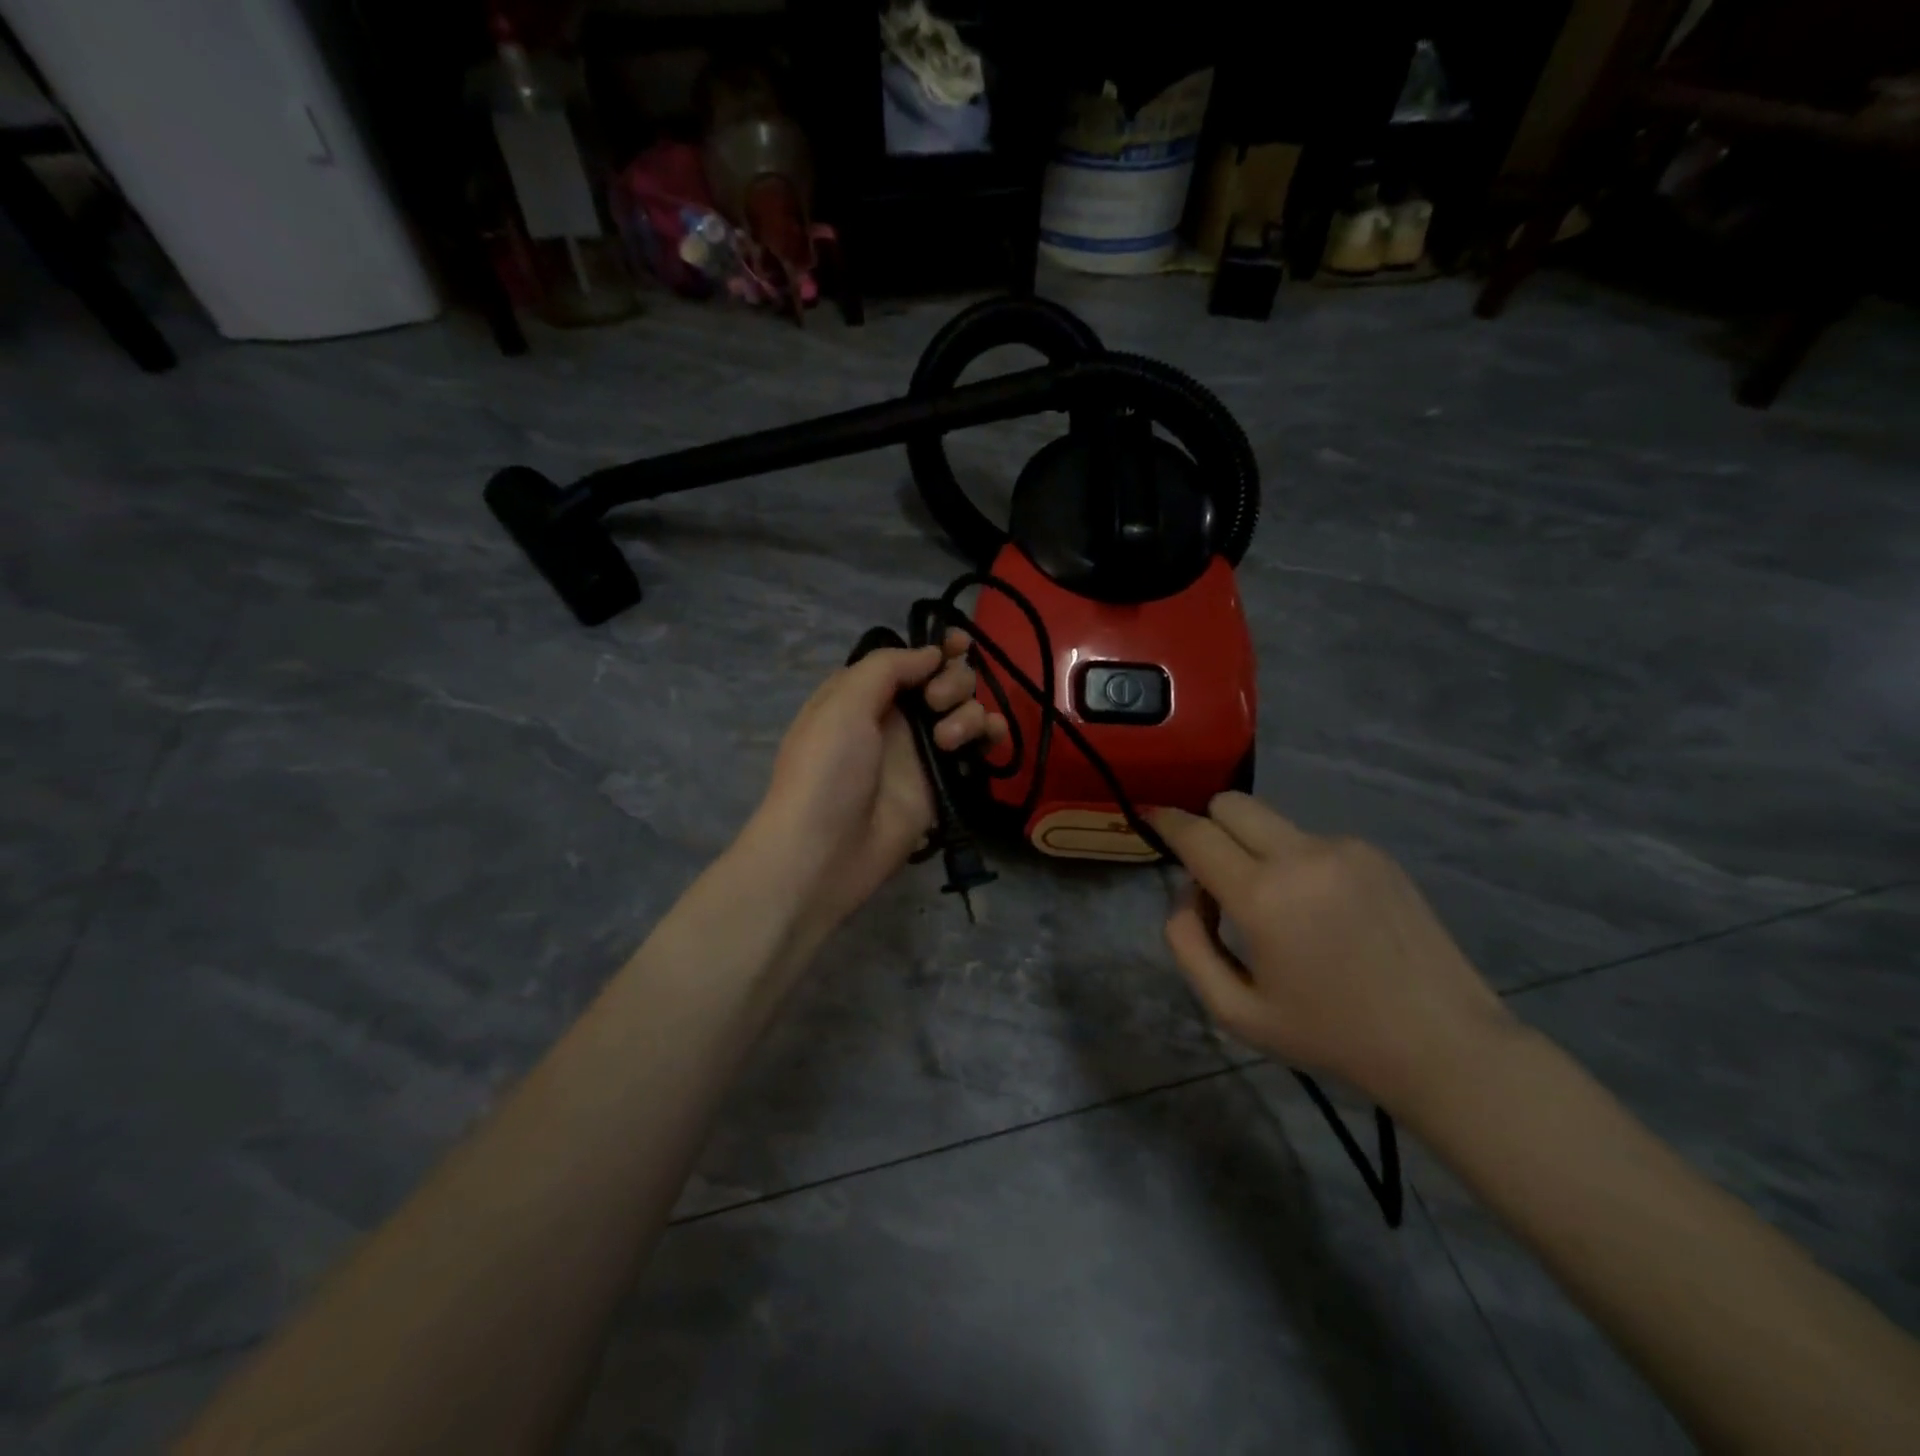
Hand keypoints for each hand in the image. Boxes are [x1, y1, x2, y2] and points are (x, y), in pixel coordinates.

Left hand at [745, 631, 1005, 945]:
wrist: (826, 850)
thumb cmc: (827, 769)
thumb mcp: (843, 702)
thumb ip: (889, 667)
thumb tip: (932, 655)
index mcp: (865, 692)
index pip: (910, 659)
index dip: (936, 648)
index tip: (958, 644)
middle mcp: (896, 716)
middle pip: (945, 679)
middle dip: (952, 681)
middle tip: (936, 704)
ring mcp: (922, 750)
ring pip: (965, 710)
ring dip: (968, 712)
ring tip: (947, 741)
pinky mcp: (944, 781)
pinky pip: (977, 747)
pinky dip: (990, 734)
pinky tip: (991, 738)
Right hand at [1151, 793, 1516, 1114]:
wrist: (1443, 1044)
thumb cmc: (1330, 1035)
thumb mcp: (1236, 1011)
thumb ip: (1188, 944)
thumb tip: (1187, 892)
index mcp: (1263, 896)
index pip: (1196, 834)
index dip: (1165, 821)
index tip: (1151, 817)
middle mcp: (1301, 855)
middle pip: (1232, 804)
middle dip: (1209, 825)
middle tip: (1213, 873)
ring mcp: (1344, 849)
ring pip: (1272, 821)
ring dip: (1254, 848)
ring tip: (1279, 907)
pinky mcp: (1375, 854)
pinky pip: (1311, 840)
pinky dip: (1296, 861)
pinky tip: (1323, 911)